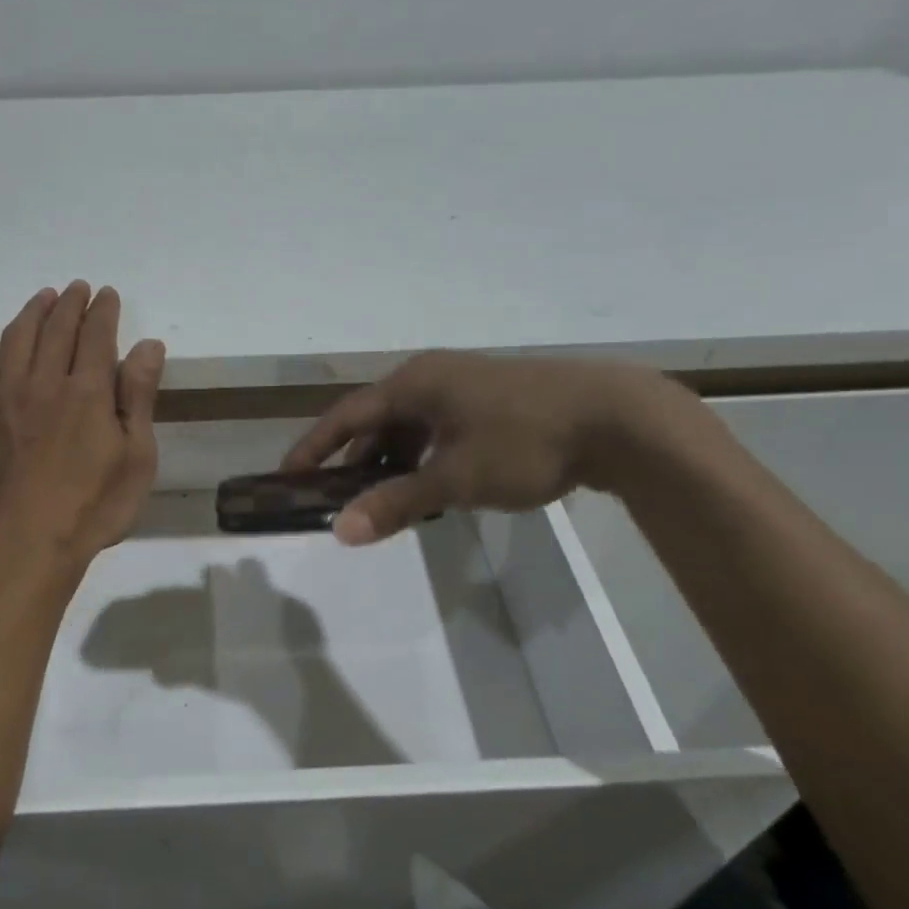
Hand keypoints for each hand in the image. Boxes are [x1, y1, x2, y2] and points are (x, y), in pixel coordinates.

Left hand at [0, 281, 165, 565]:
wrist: (30, 544)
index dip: (103, 311)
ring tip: (42, 297)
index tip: (107, 294)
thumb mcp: (137, 456)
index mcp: (88, 391)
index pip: (97, 335)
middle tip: (77, 288)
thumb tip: (148, 345)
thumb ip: (139, 397)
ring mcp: (3, 399)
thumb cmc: (95, 506)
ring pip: (15, 339)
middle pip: (56, 330)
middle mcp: (44, 383)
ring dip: (31, 312)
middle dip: (70, 304)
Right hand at [282, 351, 682, 544]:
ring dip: (392, 462)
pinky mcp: (494, 402)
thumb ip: (396, 503)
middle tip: (336, 497)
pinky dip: (425, 457)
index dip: (315, 447)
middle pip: (377, 420)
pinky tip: (432, 486)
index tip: (289, 476)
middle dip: (355, 459)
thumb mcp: (455, 478)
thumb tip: (341, 531)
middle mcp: (434, 377)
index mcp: (414, 383)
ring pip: (411, 426)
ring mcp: (466, 386)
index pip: (347, 415)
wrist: (619, 419)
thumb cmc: (524, 442)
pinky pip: (440, 429)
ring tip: (382, 500)